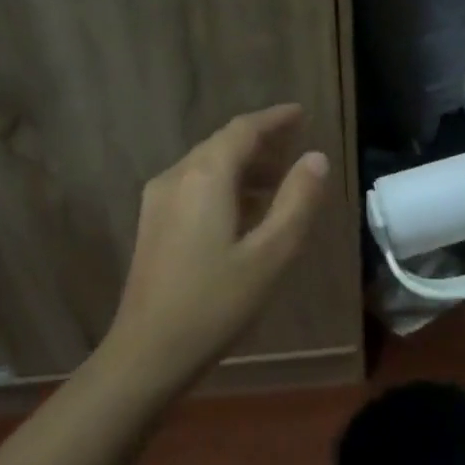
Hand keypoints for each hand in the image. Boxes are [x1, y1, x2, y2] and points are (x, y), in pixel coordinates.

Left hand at [108, 104, 329, 391]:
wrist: (148, 351)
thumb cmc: (216, 302)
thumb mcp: (271, 253)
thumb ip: (297, 201)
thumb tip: (316, 158)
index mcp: (205, 177)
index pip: (243, 130)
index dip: (274, 119)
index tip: (301, 113)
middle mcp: (176, 177)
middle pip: (222, 144)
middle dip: (260, 141)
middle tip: (296, 147)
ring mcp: (158, 201)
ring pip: (207, 165)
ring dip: (244, 165)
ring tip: (279, 180)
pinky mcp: (153, 224)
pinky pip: (194, 186)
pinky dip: (225, 185)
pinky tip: (245, 210)